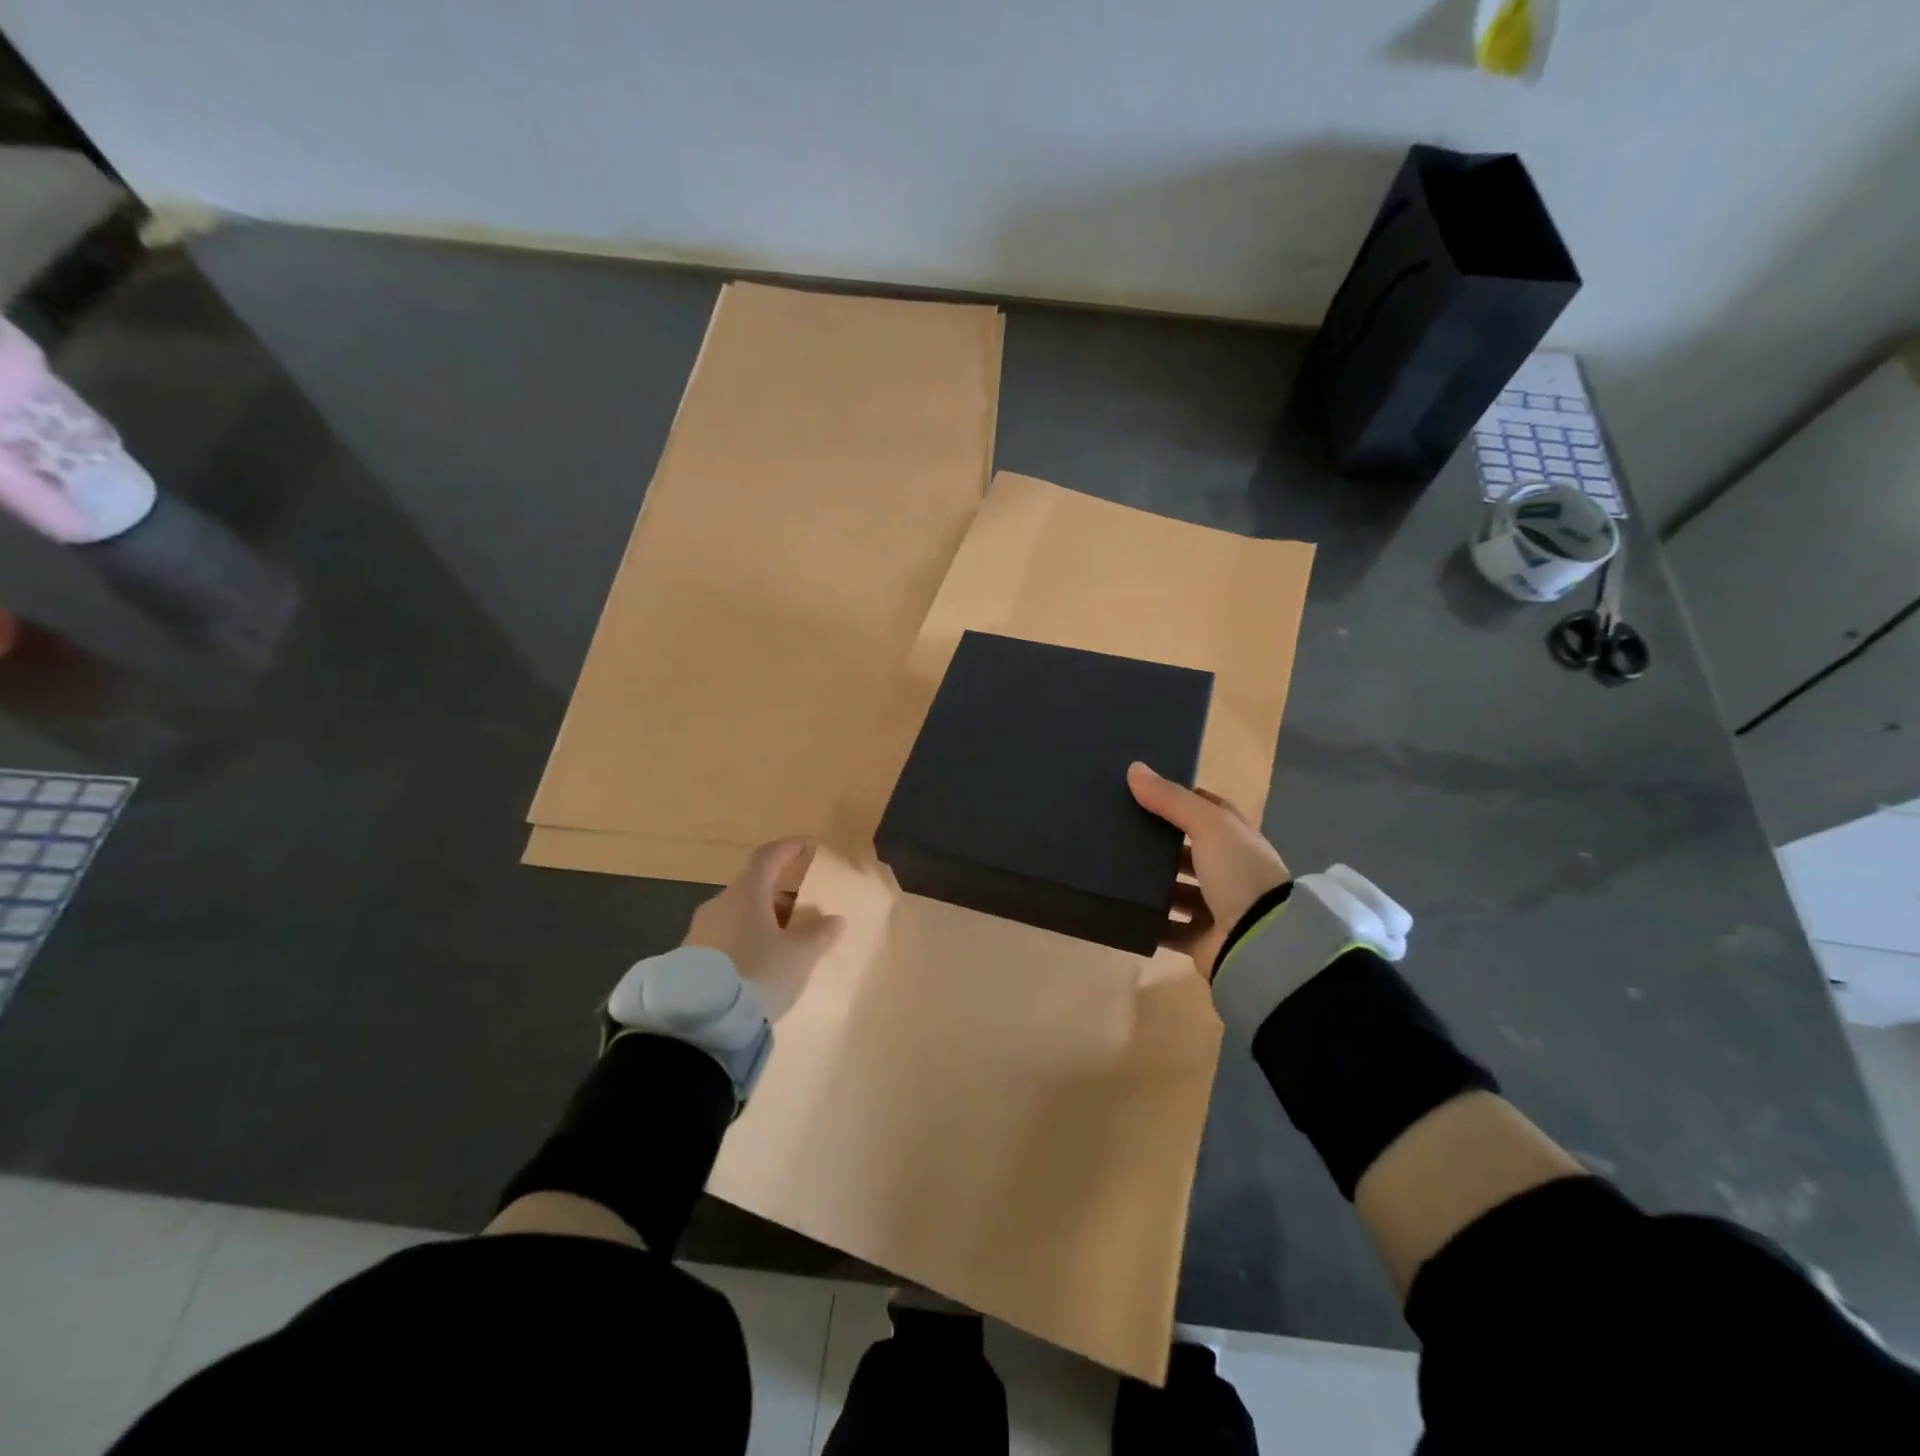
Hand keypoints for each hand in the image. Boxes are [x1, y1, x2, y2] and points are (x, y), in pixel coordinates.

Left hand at [683, 839, 844, 1019]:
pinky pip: (725, 937)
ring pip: (738, 914)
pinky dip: (746, 940)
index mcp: (746, 893)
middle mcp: (720, 904)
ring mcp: (700, 930)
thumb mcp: (799, 956)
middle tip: (804, 911)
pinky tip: (759, 963)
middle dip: (780, 894)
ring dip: (763, 920)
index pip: (768, 856)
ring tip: (785, 943)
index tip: (807, 847)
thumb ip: (818, 934)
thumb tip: (834, 919)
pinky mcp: (689, 957)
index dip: (788, 849)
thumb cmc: (757, 974)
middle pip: (753, 887)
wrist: (698, 1021)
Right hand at [1128, 761, 1288, 976]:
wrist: (1261, 943)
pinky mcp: (1201, 939)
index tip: (1144, 792)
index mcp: (1237, 839)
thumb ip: (1171, 799)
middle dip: (1159, 842)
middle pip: (1189, 850)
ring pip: (1176, 890)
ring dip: (1151, 883)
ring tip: (1112, 868)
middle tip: (1118, 830)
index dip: (1181, 800)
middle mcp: (1230, 871)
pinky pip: (1167, 928)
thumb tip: (1134, 768)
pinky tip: (1122, 908)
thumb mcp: (1208, 825)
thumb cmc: (1239, 874)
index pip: (1209, 811)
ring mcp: (1216, 907)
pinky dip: (1148, 921)